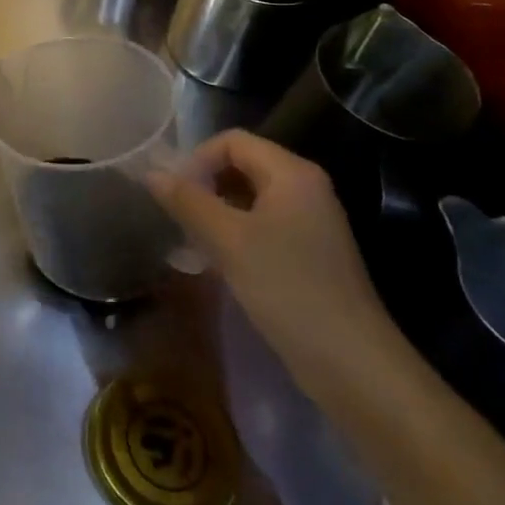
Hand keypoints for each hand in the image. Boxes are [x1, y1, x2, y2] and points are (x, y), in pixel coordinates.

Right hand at [147, 130, 397, 388]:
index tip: (174, 194)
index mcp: (292, 173)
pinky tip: (217, 262)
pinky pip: (263, 225)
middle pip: (242, 165)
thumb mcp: (228, 241)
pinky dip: (235, 233)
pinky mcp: (310, 253)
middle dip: (205, 184)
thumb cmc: (288, 288)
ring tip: (191, 240)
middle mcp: (305, 188)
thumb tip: (151, 173)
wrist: (353, 364)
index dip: (197, 159)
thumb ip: (187, 201)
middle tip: (178, 217)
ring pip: (250, 197)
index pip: (232, 141)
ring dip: (216, 211)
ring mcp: (311, 221)